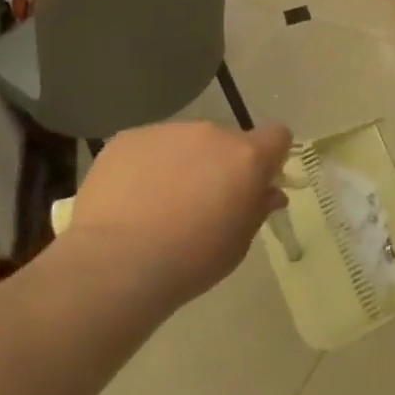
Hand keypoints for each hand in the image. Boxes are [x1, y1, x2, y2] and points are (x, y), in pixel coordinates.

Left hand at [51, 121, 292, 312]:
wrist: (116, 263)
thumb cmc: (190, 261)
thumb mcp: (238, 244)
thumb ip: (256, 210)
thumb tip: (268, 193)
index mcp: (246, 157)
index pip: (277, 136)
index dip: (271, 158)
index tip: (256, 185)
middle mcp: (210, 133)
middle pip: (227, 140)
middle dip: (222, 165)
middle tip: (203, 204)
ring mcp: (167, 131)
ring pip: (186, 142)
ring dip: (184, 163)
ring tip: (160, 204)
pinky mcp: (128, 138)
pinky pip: (149, 147)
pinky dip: (147, 166)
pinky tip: (131, 200)